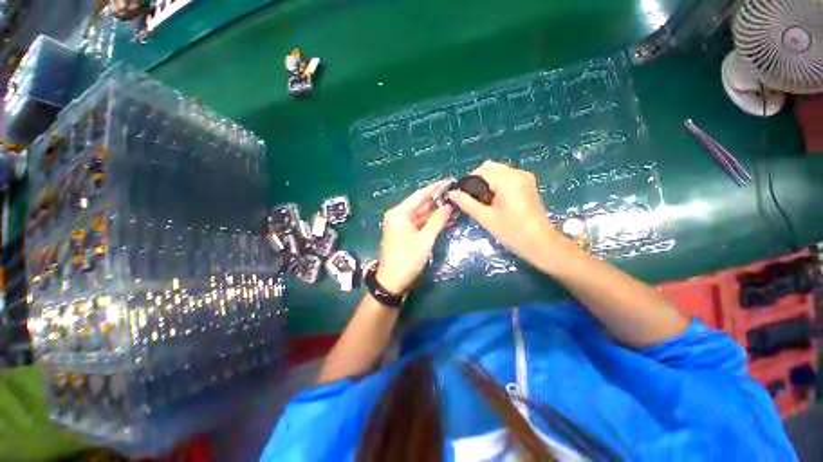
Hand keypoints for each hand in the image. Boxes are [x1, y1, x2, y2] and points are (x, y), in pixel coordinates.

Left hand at [376, 181, 452, 293]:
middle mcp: (400, 215)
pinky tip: (446, 218)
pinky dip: (432, 221)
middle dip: (437, 199)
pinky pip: (421, 223)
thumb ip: (437, 221)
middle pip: (421, 203)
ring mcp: (403, 225)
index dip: (435, 188)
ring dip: (436, 211)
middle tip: (456, 193)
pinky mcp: (407, 233)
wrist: (392, 281)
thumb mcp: (424, 239)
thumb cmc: (407, 259)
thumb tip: (449, 205)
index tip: (450, 181)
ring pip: (422, 214)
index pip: (420, 195)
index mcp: (400, 213)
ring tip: (455, 204)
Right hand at [448, 161, 563, 264]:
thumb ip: (466, 203)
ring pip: (499, 170)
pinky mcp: (529, 184)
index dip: (468, 181)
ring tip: (484, 200)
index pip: (481, 171)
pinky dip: (498, 183)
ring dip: (488, 181)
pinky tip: (495, 199)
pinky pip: (507, 176)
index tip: (463, 195)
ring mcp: (525, 177)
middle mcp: (517, 173)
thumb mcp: (485, 218)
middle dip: (478, 179)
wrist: (540, 243)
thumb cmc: (511, 232)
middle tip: (473, 198)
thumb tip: (451, 193)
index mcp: (507, 180)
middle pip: (490, 167)